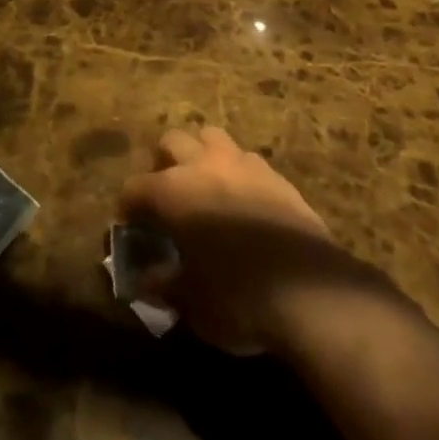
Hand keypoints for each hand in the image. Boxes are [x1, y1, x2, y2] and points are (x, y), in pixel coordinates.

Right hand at [120, 127, 377, 355]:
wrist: (310, 291)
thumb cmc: (238, 297)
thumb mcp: (192, 303)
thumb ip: (165, 285)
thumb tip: (147, 281)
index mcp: (174, 191)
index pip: (136, 187)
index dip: (128, 206)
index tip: (129, 226)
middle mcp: (205, 164)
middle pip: (173, 140)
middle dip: (163, 163)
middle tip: (166, 196)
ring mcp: (244, 164)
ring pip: (212, 137)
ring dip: (202, 155)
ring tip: (205, 187)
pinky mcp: (276, 175)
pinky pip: (247, 160)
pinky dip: (236, 172)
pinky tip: (242, 201)